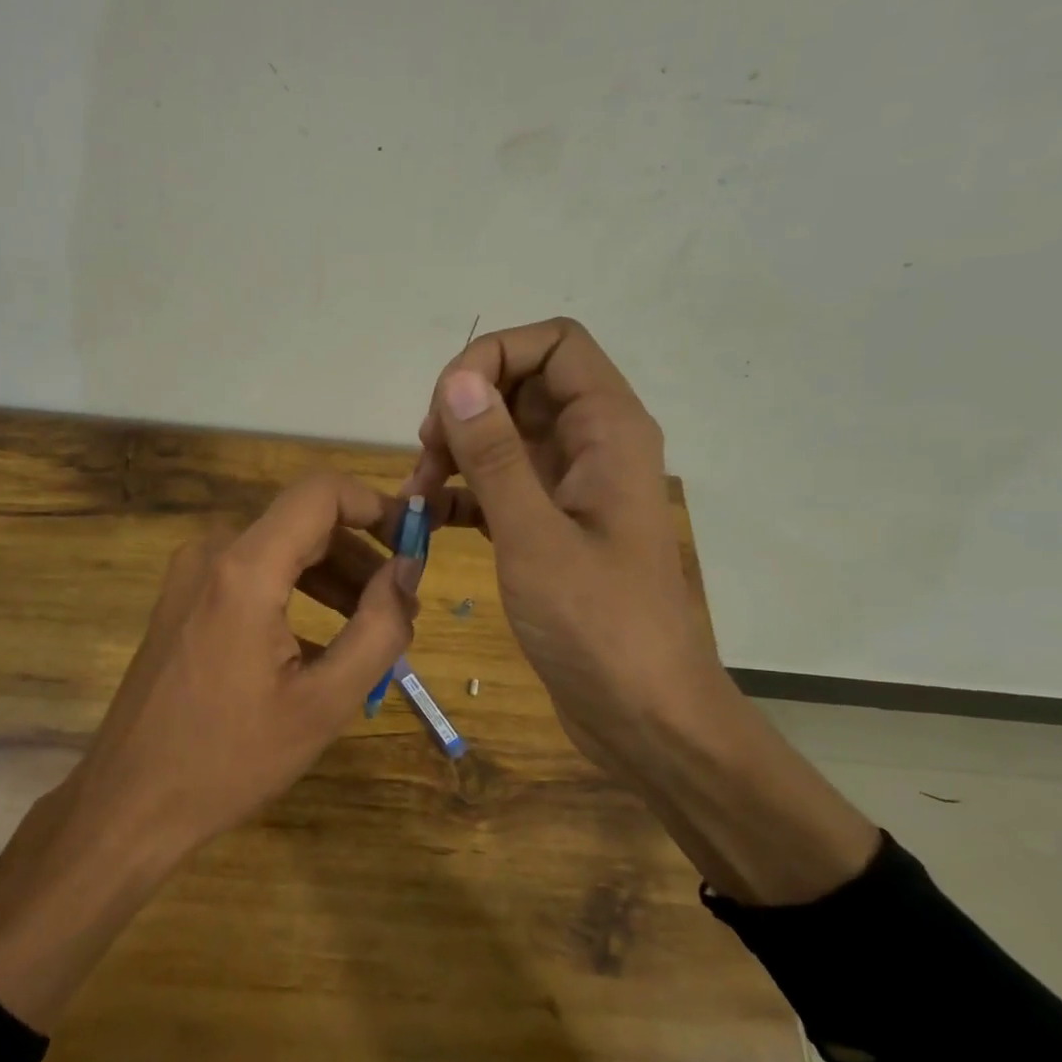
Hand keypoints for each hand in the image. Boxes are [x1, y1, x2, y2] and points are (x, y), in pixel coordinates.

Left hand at [0, 473, 415, 1027]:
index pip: (320, 493)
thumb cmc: (229, 759)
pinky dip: (294, 594)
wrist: (129, 802)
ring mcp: (189, 576)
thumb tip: (407, 572)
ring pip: (277, 551)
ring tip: (370, 627)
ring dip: (330, 578)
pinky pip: (250, 577)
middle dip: (360, 554)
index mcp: (244, 569)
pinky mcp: (182, 600)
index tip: (413, 542)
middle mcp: (212, 553)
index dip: (374, 505)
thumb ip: (378, 629)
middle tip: (402, 604)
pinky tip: (319, 644)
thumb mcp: (323, 703)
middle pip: (302, 524)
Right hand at [407, 317, 879, 904]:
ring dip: (457, 451)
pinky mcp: (550, 526)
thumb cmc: (598, 626)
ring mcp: (571, 488)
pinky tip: (428, 520)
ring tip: (418, 492)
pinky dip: (463, 493)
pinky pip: (500, 485)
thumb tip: (456, 380)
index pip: (555, 344)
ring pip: (505, 436)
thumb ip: (494, 455)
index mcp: (609, 431)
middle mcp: (593, 446)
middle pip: (523, 384)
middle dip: (465, 406)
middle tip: (425, 454)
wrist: (644, 717)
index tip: (445, 405)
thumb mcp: (535, 536)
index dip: (494, 356)